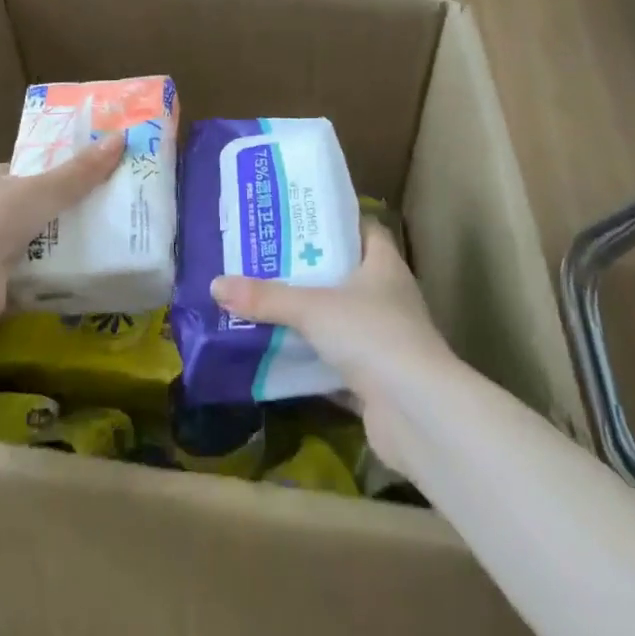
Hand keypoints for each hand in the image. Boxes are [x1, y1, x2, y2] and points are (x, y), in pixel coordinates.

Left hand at [0, 132, 124, 327]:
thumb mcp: (44, 189)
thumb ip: (80, 171)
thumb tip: (120, 139)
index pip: (25, 170)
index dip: (54, 171)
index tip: (87, 175)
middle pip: (30, 206)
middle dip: (59, 210)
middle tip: (101, 208)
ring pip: (30, 240)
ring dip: (56, 243)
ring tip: (100, 240)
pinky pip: (28, 272)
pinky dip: (49, 273)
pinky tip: (79, 272)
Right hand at [210, 220, 451, 472]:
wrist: (418, 415)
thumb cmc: (372, 336)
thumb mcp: (313, 308)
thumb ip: (266, 297)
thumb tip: (216, 285)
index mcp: (384, 265)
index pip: (364, 230)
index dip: (335, 222)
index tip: (299, 219)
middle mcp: (389, 298)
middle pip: (347, 275)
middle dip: (311, 271)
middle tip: (268, 260)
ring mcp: (386, 342)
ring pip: (341, 321)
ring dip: (311, 319)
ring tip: (265, 305)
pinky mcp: (377, 382)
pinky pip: (337, 364)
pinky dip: (312, 363)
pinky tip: (278, 358)